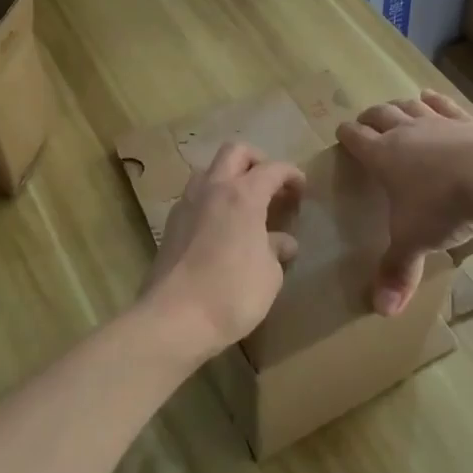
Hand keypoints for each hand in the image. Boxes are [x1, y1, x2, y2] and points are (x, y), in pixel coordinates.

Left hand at [144, 143, 305, 359]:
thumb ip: (276, 250)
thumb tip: (281, 242)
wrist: (174, 320)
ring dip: (229, 177)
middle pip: (234, 152)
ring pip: (208, 170)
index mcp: (243, 195)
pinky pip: (194, 197)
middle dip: (257, 161)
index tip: (302, 190)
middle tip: (271, 187)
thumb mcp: (269, 274)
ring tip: (245, 204)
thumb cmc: (232, 294)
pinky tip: (222, 227)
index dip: (292, 175)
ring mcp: (186, 204)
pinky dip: (212, 200)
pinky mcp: (170, 225)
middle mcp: (212, 189)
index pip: (273, 169)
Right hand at [336, 90, 472, 315]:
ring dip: (399, 106)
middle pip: (381, 115)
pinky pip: (446, 106)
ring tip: (394, 106)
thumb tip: (382, 312)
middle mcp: (407, 133)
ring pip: (411, 107)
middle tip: (365, 121)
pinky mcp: (469, 122)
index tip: (342, 133)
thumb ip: (397, 271)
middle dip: (370, 117)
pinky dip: (435, 100)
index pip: (357, 140)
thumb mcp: (414, 241)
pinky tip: (430, 97)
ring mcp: (439, 123)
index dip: (347, 135)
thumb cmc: (442, 206)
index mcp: (384, 157)